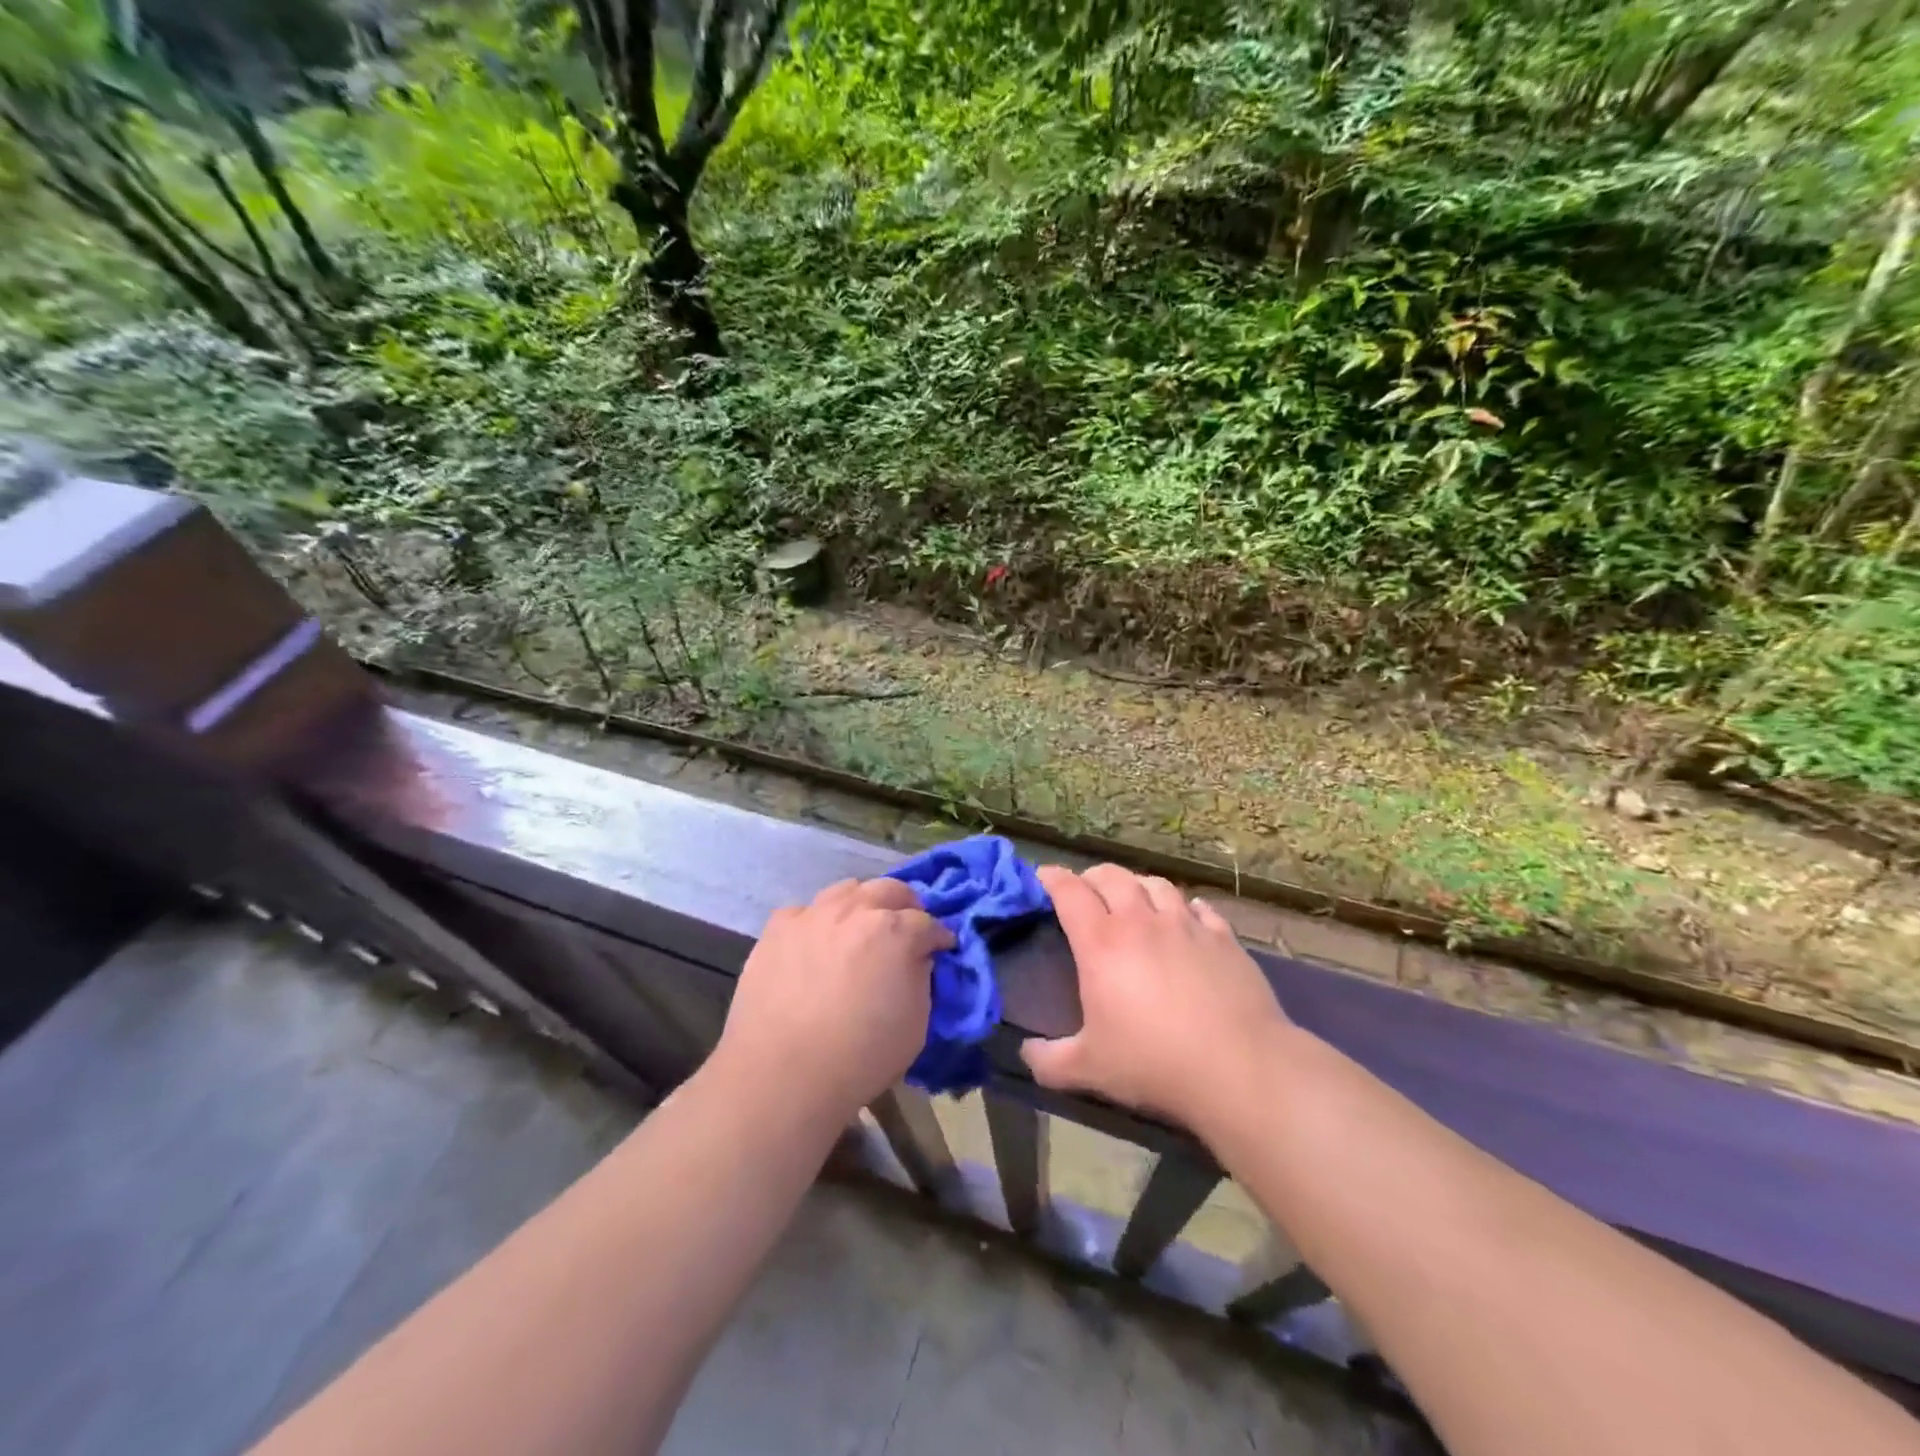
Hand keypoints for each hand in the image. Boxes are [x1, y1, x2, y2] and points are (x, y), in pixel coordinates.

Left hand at [714, 878, 953, 1121]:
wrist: (781, 1074)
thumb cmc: (859, 1057)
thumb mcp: (915, 1024)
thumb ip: (920, 979)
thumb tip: (915, 959)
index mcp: (895, 931)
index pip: (928, 922)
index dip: (938, 937)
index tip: (941, 949)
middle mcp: (855, 910)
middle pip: (889, 889)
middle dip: (905, 905)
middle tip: (906, 928)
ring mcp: (812, 915)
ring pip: (846, 890)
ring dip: (862, 904)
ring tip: (861, 928)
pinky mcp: (777, 929)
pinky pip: (804, 912)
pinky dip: (817, 922)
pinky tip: (816, 943)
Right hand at [1021, 864, 1291, 1131]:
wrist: (1239, 1067)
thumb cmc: (1154, 1063)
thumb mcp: (1089, 1069)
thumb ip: (1049, 1061)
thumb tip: (1026, 1053)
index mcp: (1101, 943)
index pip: (1069, 892)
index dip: (1052, 878)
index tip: (1043, 876)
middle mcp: (1141, 921)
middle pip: (1111, 877)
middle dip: (1091, 877)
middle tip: (1084, 889)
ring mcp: (1186, 925)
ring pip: (1155, 884)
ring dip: (1137, 886)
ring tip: (1133, 899)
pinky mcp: (1223, 937)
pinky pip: (1199, 908)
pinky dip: (1184, 907)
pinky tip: (1185, 919)